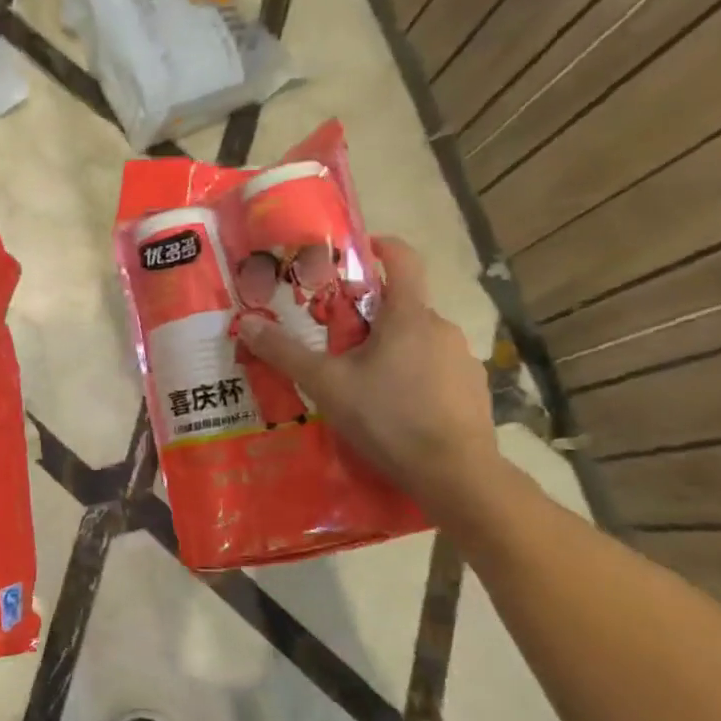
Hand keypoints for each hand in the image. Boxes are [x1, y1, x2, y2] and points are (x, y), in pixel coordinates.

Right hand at [237, 236, 498, 511]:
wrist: (456, 475)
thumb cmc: (388, 418)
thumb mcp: (326, 385)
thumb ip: (286, 353)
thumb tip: (247, 323)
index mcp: (408, 316)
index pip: (403, 258)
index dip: (380, 246)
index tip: (357, 251)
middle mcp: (441, 328)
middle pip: (402, 306)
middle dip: (369, 317)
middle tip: (336, 343)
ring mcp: (462, 359)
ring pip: (418, 341)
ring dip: (392, 350)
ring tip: (363, 384)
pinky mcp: (473, 389)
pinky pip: (436, 369)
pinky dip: (414, 377)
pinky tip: (396, 410)